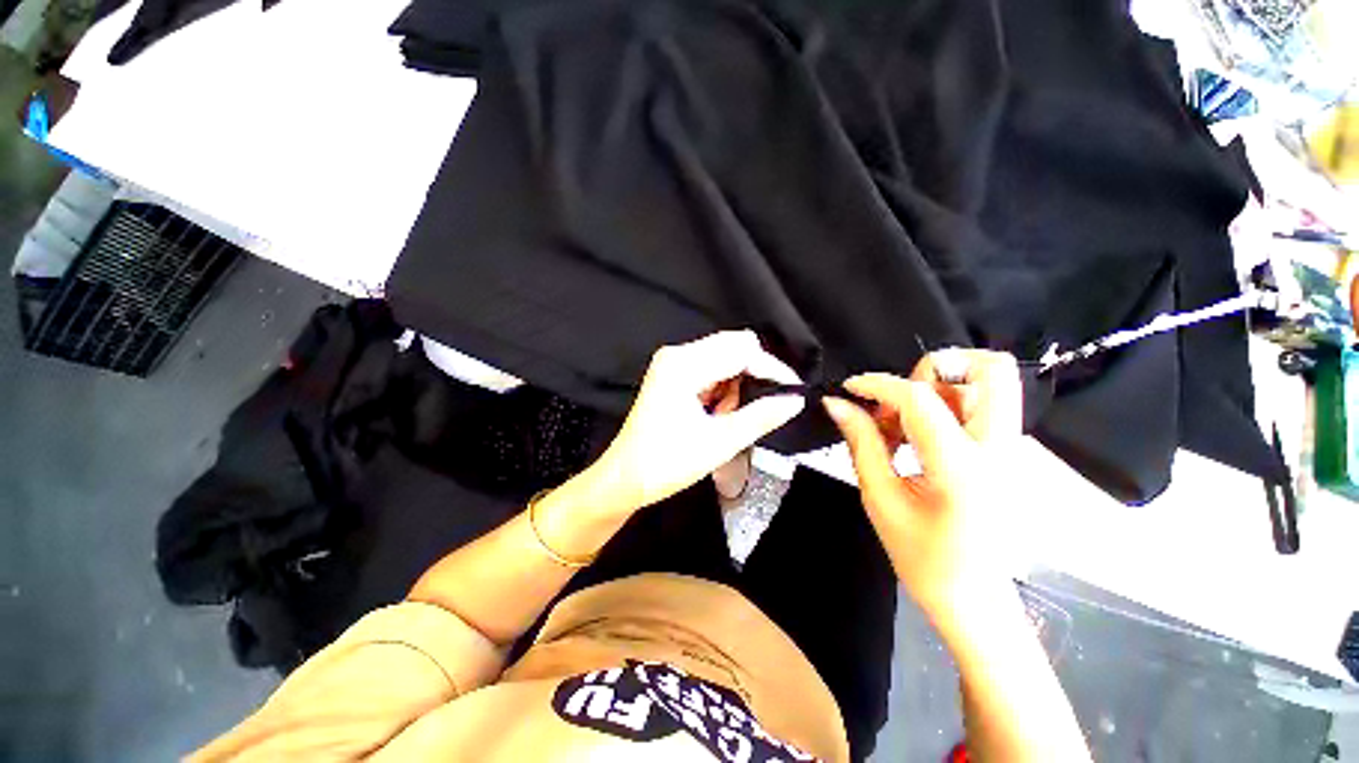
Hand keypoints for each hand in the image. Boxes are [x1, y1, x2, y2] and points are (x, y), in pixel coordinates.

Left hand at [585, 331, 804, 514]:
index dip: (771, 369)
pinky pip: (709, 369)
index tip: (793, 391)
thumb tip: (794, 400)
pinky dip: (721, 388)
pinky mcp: (671, 373)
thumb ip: (761, 417)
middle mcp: (677, 354)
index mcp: (684, 365)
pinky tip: (714, 413)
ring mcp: (672, 362)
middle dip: (752, 375)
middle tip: (753, 409)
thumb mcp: (720, 442)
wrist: (626, 478)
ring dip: (735, 385)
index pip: (742, 351)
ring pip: (723, 358)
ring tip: (724, 418)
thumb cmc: (668, 462)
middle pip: (732, 347)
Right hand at [822, 350, 1021, 620]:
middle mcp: (999, 449)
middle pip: (991, 368)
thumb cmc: (922, 557)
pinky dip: (947, 404)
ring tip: (904, 422)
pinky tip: (919, 435)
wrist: (974, 600)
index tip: (850, 389)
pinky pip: (983, 404)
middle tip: (900, 397)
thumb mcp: (880, 498)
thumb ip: (860, 442)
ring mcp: (1011, 450)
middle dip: (937, 367)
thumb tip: (837, 403)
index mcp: (962, 467)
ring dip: (940, 387)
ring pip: (990, 382)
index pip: (920, 398)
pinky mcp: (1008, 453)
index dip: (878, 384)